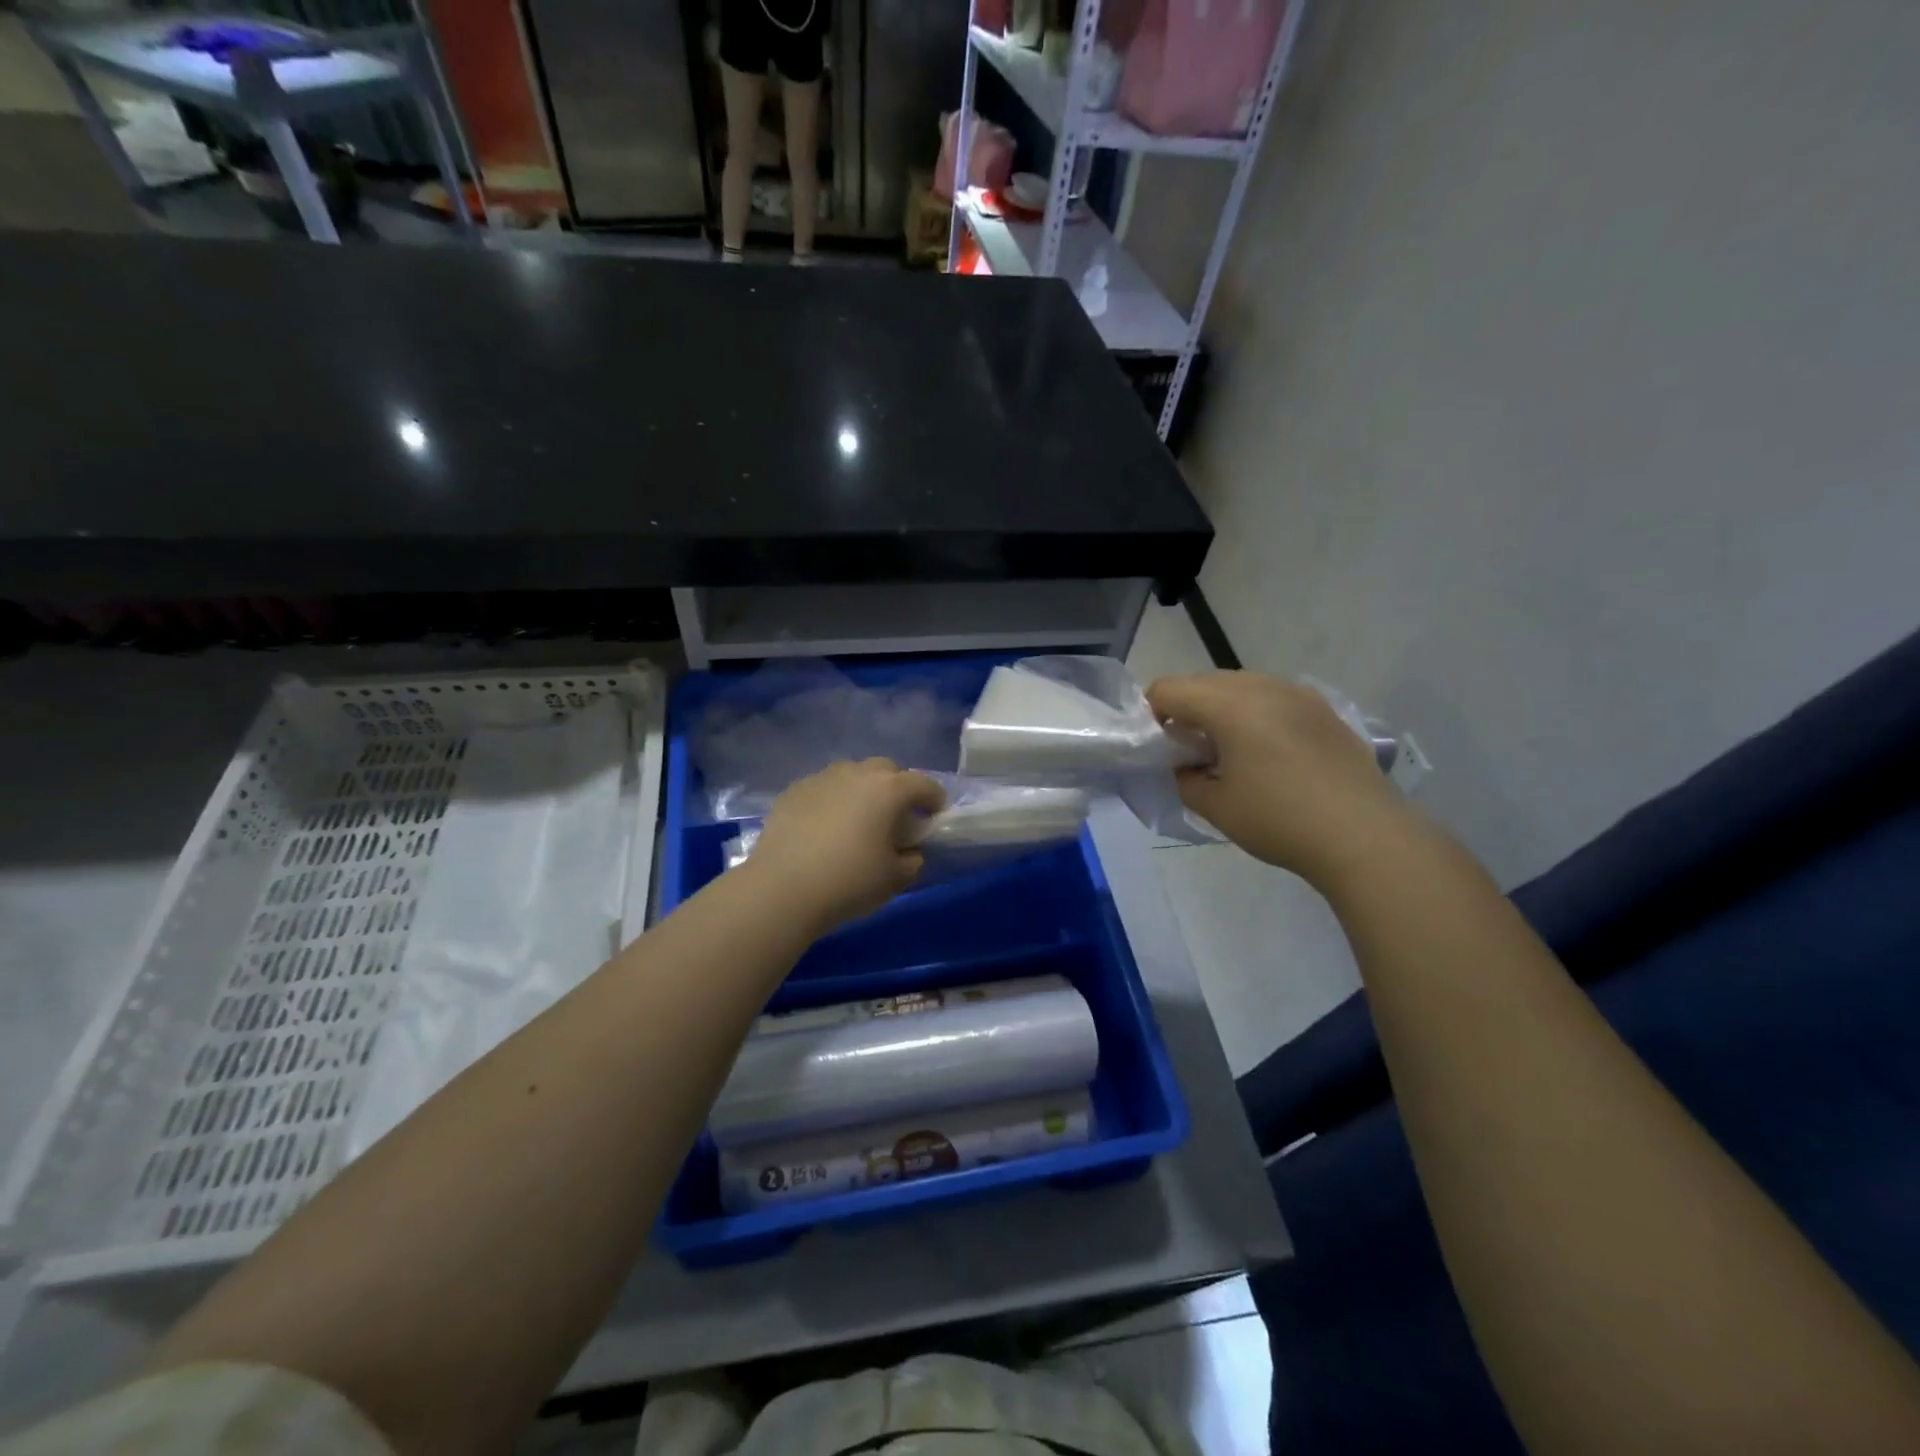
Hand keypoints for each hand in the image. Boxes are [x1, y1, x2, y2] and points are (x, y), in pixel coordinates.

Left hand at [748, 759, 946, 933]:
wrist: (782, 889)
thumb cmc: (849, 882)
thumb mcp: (894, 879)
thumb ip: (911, 860)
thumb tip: (909, 852)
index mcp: (889, 789)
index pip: (924, 784)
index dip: (934, 799)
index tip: (935, 816)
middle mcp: (857, 773)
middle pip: (886, 769)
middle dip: (897, 787)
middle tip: (896, 815)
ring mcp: (821, 778)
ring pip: (851, 774)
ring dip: (862, 790)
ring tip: (858, 819)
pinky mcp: (793, 791)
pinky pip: (823, 788)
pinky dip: (832, 800)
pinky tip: (825, 826)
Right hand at [1146, 672, 1409, 888]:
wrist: (1365, 835)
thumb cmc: (1280, 820)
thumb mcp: (1216, 806)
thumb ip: (1184, 778)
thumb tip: (1182, 766)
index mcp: (1229, 704)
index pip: (1169, 689)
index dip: (1150, 713)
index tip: (1154, 746)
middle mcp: (1263, 686)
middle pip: (1204, 681)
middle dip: (1185, 709)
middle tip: (1185, 750)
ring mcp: (1298, 694)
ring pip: (1240, 685)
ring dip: (1220, 708)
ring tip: (1225, 751)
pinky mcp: (1323, 710)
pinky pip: (1272, 697)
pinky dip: (1253, 713)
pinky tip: (1264, 752)